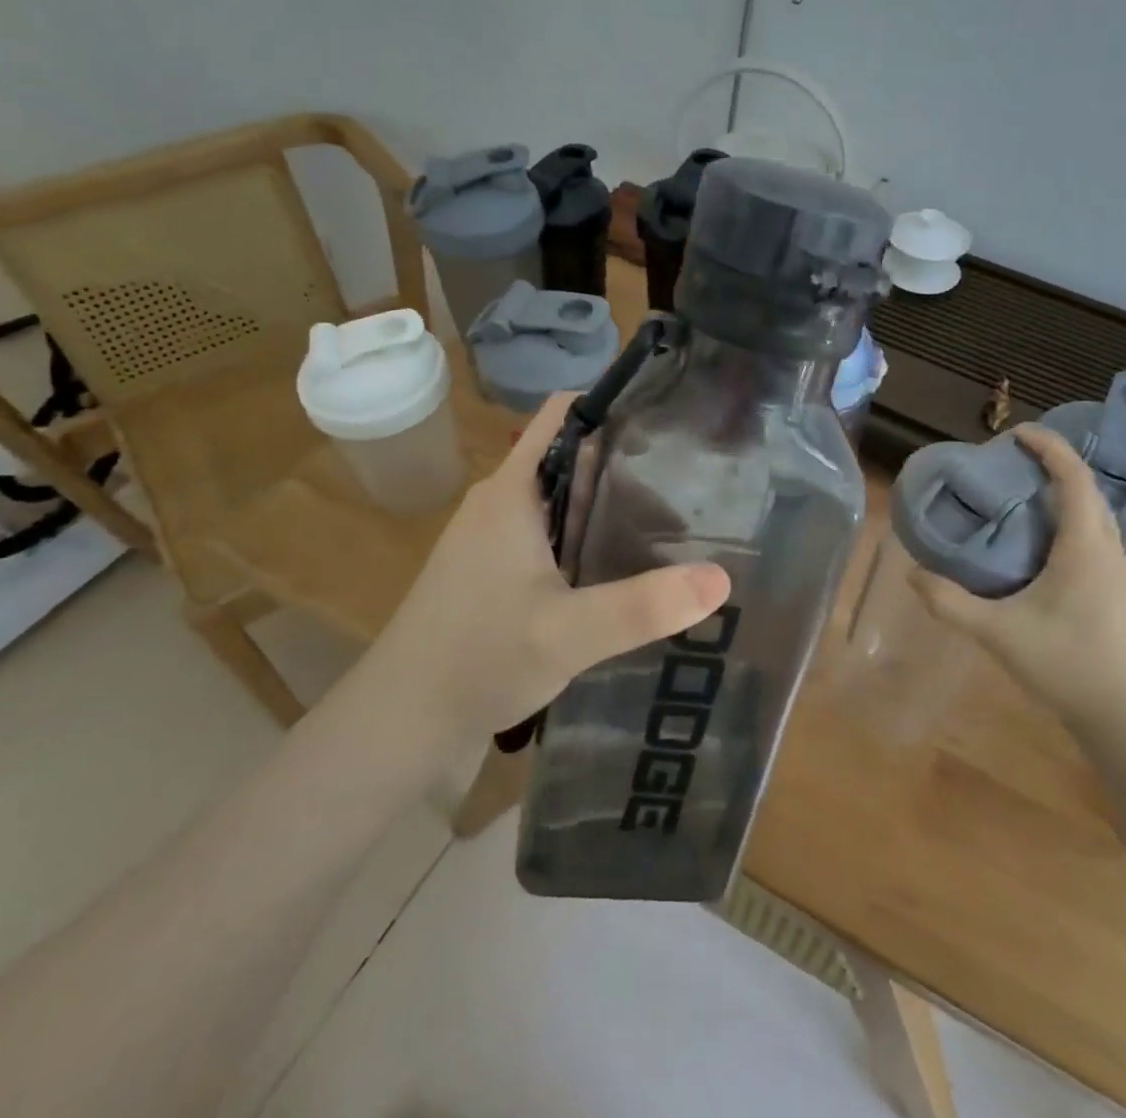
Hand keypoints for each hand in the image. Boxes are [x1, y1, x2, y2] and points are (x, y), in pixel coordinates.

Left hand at [349, 394, 730, 741]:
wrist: (402, 723)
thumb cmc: (478, 659)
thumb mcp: (569, 633)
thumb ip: (644, 606)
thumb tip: (722, 578)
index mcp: (512, 490)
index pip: (564, 413)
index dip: (613, 402)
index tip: (670, 416)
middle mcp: (501, 503)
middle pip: (571, 455)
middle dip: (627, 461)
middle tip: (691, 479)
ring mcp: (493, 538)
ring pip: (561, 498)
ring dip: (608, 503)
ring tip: (671, 522)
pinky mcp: (494, 572)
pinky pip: (550, 533)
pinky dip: (588, 535)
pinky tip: (622, 566)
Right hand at [908, 424, 1125, 731]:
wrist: (1124, 717)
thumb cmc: (1065, 665)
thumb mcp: (997, 633)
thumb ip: (950, 603)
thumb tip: (913, 574)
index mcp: (1084, 547)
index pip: (1073, 478)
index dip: (1049, 447)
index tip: (1017, 434)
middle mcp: (1109, 550)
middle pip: (1087, 490)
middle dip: (1054, 465)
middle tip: (1013, 462)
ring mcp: (1119, 571)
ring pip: (1095, 514)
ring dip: (1065, 493)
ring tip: (1024, 494)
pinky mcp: (1118, 590)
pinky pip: (1096, 536)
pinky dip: (1071, 519)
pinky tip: (1043, 542)